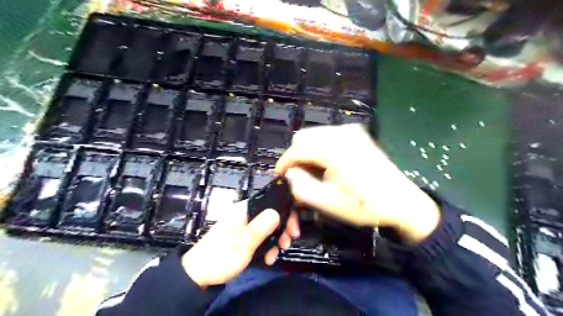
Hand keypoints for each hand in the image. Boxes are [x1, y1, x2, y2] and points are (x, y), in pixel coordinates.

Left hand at [181, 201, 295, 286]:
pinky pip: (262, 236)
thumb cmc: (220, 257)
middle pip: (272, 214)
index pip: (271, 201)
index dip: (285, 213)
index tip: (293, 229)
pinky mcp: (244, 235)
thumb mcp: (242, 244)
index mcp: (244, 209)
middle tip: (287, 243)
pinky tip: (268, 258)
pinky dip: (267, 246)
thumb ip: (259, 228)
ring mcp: (245, 225)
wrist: (198, 274)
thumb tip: (277, 212)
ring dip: (276, 240)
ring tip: (275, 255)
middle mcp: (245, 213)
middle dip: (282, 229)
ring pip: (268, 227)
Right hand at [275, 124, 441, 241]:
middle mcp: (342, 133)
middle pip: (303, 137)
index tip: (279, 176)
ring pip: (313, 135)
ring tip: (312, 173)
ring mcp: (351, 131)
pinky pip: (326, 136)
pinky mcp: (356, 133)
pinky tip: (325, 165)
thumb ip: (303, 188)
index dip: (284, 163)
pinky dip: (319, 148)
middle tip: (298, 177)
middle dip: (296, 157)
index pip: (297, 149)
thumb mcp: (331, 203)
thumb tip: (289, 173)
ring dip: (307, 152)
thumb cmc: (367, 206)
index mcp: (336, 150)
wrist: (402, 201)